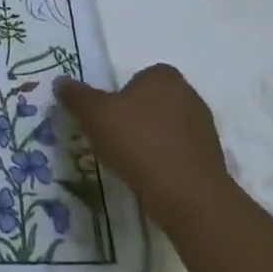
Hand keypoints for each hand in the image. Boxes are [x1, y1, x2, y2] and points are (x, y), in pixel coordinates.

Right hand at [55, 64, 230, 229]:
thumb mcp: (94, 114)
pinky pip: (178, 152)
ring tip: (129, 161)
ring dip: (149, 140)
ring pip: (166, 128)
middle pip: (152, 102)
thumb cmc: (138, 142)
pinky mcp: (211, 160)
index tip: (107, 116)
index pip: (139, 77)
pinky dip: (164, 161)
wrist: (187, 195)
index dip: (120, 94)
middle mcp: (189, 96)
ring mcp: (204, 129)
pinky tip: (149, 176)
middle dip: (134, 116)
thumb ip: (76, 95)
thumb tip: (61, 81)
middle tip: (113, 137)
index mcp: (164, 77)